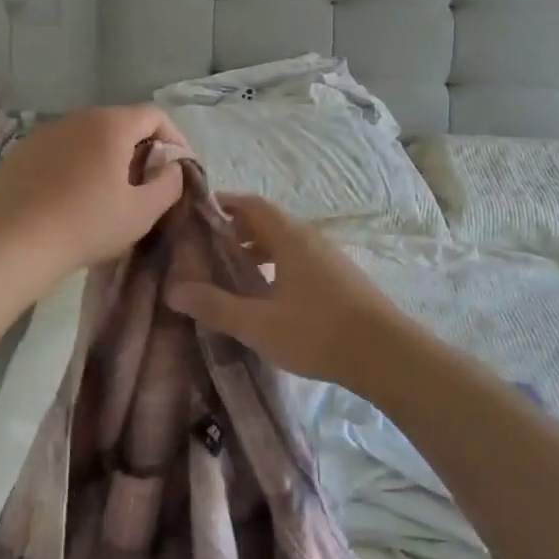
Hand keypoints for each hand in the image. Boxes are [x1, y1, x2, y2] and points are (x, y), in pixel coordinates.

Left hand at [0, 106, 187, 287]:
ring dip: (106, 156)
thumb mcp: (142, 212)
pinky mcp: (22, 151)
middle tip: (145, 183)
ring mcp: (45, 132)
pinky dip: (75, 165)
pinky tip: (70, 197)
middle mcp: (78, 118)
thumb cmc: (86, 225)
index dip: (174, 138)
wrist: (13, 244)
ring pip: (88, 136)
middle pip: (120, 123)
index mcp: (111, 125)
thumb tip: (170, 167)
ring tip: (107, 192)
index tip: (177, 168)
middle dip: (140, 148)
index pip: (154, 115)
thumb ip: (169, 184)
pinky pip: (61, 150)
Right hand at [168, 194, 408, 388]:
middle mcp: (309, 238)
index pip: (251, 204)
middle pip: (267, 221)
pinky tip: (268, 295)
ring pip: (284, 242)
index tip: (197, 215)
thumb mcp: (258, 323)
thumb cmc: (317, 332)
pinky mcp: (339, 277)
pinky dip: (276, 265)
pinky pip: (299, 258)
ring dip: (256, 250)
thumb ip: (215, 305)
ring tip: (232, 273)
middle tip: (207, 248)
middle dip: (235, 230)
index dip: (223, 204)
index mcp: (289, 237)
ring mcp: (328, 257)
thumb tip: (172, 290)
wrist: (386, 354)